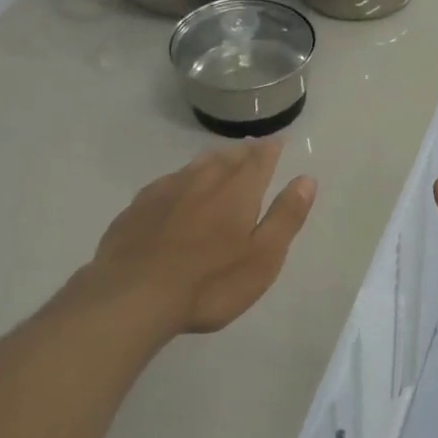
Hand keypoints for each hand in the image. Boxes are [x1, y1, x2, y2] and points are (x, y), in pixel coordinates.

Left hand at [81, 141, 317, 336]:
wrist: (131, 296)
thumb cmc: (209, 283)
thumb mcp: (262, 257)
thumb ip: (285, 216)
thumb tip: (306, 179)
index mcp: (238, 190)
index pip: (260, 159)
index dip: (271, 149)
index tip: (278, 141)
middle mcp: (204, 179)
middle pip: (228, 157)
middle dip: (243, 152)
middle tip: (252, 149)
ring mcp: (167, 190)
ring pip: (196, 165)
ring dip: (213, 160)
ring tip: (221, 161)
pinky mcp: (138, 206)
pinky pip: (168, 181)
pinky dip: (181, 179)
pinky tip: (177, 188)